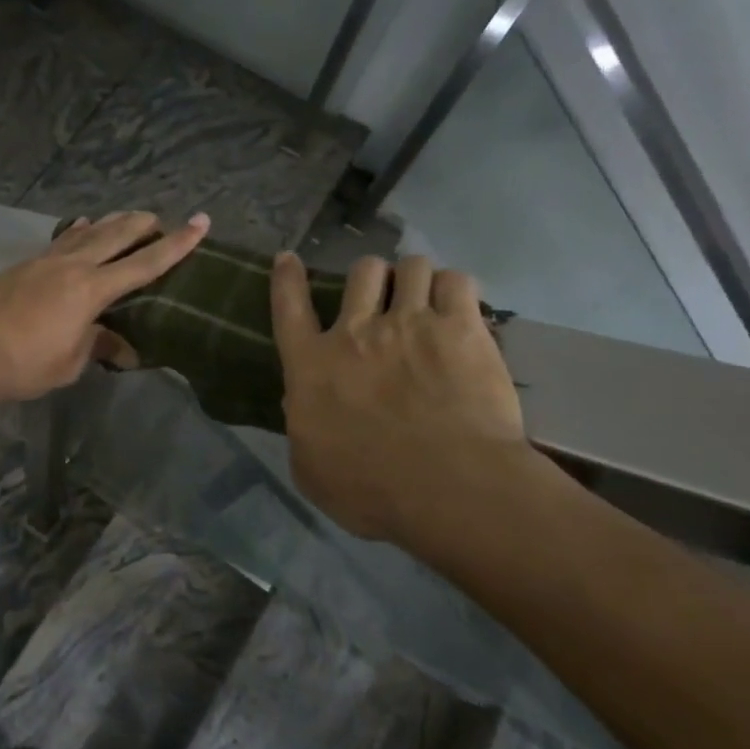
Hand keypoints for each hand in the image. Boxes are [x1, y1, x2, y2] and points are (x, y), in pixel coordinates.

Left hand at [0, 211, 210, 402]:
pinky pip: (60, 240)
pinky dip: (76, 231)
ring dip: (110, 223)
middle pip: (115, 236)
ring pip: (86, 232)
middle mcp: (72, 266)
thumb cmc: (24, 363)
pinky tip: (80, 225)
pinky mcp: (24, 265)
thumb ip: (98, 347)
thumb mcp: (69, 363)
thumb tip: (124, 349)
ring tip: (126, 216)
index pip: (144, 264)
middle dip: (141, 225)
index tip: (200, 223)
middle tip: (160, 217)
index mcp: (92, 290)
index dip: (176, 244)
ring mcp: (45, 261)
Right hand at [270, 251, 527, 543]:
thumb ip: (302, 429)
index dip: (287, 278)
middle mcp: (357, 331)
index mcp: (313, 364)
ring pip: (412, 266)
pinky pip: (457, 281)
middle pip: (362, 271)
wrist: (448, 488)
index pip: (290, 306)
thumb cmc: (370, 489)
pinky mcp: (461, 329)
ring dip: (415, 278)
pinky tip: (459, 306)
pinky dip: (455, 288)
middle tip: (384, 297)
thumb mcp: (310, 468)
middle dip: (372, 277)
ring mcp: (411, 323)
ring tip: (426, 296)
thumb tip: (301, 405)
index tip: (288, 259)